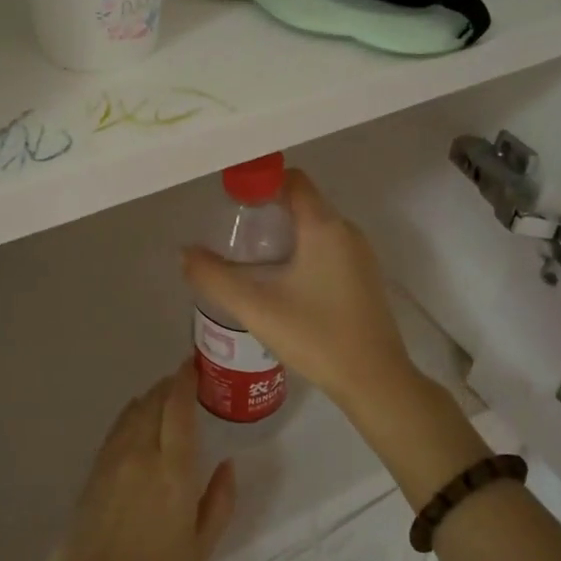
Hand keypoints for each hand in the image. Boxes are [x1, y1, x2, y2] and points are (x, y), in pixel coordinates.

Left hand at [43, 363, 236, 560]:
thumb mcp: (201, 550)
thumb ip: (219, 502)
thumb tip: (227, 464)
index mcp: (172, 472)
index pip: (178, 408)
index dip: (185, 380)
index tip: (193, 364)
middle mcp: (140, 456)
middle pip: (153, 403)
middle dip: (168, 386)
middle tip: (185, 383)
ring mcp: (111, 463)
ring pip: (131, 413)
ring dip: (149, 399)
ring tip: (164, 401)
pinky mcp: (92, 475)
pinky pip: (116, 431)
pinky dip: (131, 417)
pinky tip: (138, 426)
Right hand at [181, 168, 418, 414]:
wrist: (374, 381)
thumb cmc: (316, 337)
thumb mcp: (256, 308)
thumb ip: (215, 278)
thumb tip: (186, 253)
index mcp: (324, 226)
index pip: (292, 179)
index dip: (260, 183)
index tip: (233, 205)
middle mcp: (347, 231)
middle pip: (303, 202)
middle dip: (267, 211)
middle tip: (236, 237)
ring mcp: (360, 255)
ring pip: (316, 227)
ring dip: (284, 234)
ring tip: (252, 261)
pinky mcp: (364, 277)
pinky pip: (328, 248)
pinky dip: (303, 252)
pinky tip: (283, 284)